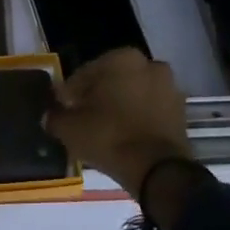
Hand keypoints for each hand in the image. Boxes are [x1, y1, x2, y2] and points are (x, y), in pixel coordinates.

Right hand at [44, 48, 193, 199]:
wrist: (159, 171)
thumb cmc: (110, 137)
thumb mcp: (71, 129)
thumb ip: (56, 117)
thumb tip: (49, 116)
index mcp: (122, 58)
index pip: (85, 73)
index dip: (70, 94)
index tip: (63, 110)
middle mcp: (149, 64)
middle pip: (112, 81)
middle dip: (98, 97)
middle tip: (83, 120)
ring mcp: (169, 87)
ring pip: (133, 94)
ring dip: (120, 107)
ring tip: (105, 131)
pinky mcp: (181, 111)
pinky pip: (150, 110)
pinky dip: (138, 119)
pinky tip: (125, 138)